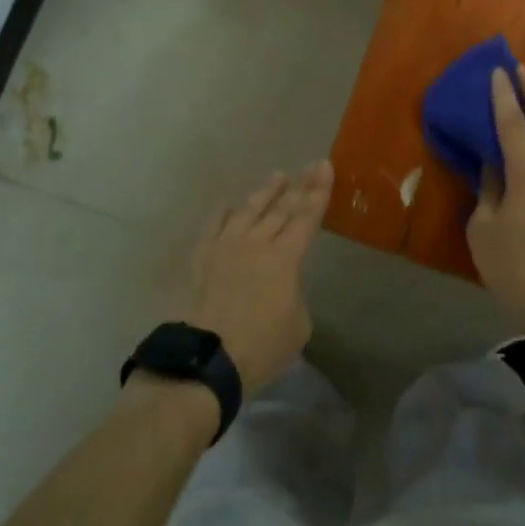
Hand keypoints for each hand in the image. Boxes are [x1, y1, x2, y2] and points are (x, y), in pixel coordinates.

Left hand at [177, 162, 332, 392]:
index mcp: (285, 258)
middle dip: (299, 186)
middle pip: (281, 208)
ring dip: (264, 192)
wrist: (205, 358)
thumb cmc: (259, 347)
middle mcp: (256, 242)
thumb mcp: (297, 326)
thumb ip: (294, 295)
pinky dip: (223, 212)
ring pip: (248, 210)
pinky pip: (213, 225)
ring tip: (276, 176)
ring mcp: (224, 245)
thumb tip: (283, 286)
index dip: (318, 192)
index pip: (307, 217)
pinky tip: (228, 204)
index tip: (325, 167)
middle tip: (310, 166)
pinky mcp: (199, 256)